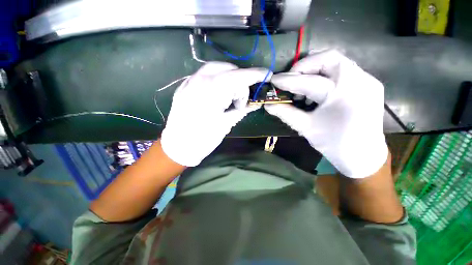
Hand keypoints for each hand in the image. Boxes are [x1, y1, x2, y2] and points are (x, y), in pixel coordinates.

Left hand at [161, 62, 267, 165]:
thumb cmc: (203, 139)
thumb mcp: (226, 124)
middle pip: (228, 68)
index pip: (238, 76)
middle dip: (240, 81)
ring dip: (228, 78)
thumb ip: (242, 110)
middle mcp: (199, 80)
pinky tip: (217, 93)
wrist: (177, 146)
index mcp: (212, 91)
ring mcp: (189, 81)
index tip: (266, 74)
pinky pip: (204, 75)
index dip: (255, 74)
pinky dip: (216, 79)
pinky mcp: (184, 86)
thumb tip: (255, 103)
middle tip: (239, 100)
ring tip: (229, 96)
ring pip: (215, 68)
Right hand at [265, 50, 387, 177]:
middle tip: (291, 78)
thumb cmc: (334, 144)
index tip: (273, 80)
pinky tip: (317, 91)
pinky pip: (343, 70)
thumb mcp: (305, 128)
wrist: (364, 156)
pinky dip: (325, 75)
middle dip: (304, 66)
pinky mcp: (369, 83)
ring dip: (314, 69)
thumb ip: (285, 113)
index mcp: (342, 95)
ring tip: (303, 87)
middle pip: (328, 58)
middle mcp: (359, 81)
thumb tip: (268, 104)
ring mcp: (367, 80)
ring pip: (336, 61)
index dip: (287, 80)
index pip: (308, 81)